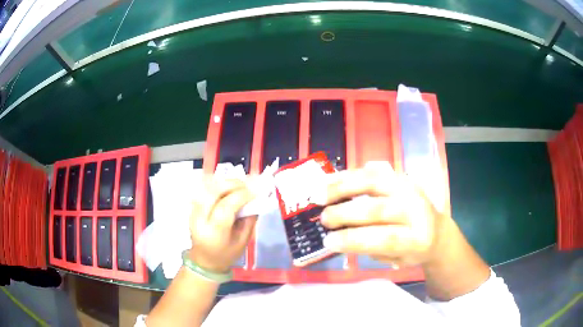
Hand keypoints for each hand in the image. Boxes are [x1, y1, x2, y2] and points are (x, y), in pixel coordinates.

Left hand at [188, 178, 256, 272]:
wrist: (204, 260)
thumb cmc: (226, 254)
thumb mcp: (243, 242)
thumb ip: (249, 220)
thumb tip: (255, 199)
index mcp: (214, 233)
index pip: (225, 207)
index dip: (241, 195)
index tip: (255, 191)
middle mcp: (200, 220)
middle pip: (213, 192)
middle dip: (232, 183)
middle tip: (247, 184)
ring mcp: (193, 212)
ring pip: (206, 187)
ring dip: (224, 181)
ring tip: (238, 184)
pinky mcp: (191, 207)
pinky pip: (203, 189)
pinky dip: (216, 184)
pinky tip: (227, 187)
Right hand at [320, 163, 446, 267]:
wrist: (438, 231)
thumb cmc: (413, 251)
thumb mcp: (396, 260)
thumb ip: (371, 249)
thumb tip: (337, 237)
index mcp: (418, 238)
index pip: (385, 238)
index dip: (354, 240)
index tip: (328, 241)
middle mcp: (417, 210)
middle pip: (378, 209)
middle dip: (346, 214)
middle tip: (324, 219)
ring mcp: (410, 189)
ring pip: (375, 183)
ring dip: (344, 187)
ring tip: (319, 194)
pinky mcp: (402, 176)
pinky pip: (374, 171)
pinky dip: (350, 175)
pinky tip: (332, 179)